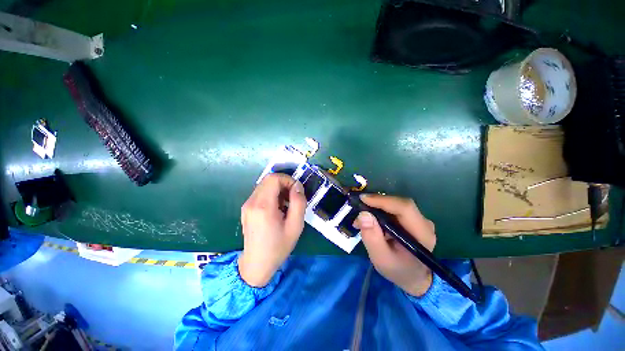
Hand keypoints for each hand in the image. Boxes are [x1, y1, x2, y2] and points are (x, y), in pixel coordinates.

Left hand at [238, 174, 306, 286]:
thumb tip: (297, 187)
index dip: (288, 180)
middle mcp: (251, 202)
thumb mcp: (295, 226)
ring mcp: (247, 205)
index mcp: (263, 206)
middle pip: (268, 179)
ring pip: (265, 185)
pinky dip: (272, 194)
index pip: (273, 178)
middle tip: (293, 197)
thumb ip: (299, 202)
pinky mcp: (246, 208)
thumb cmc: (278, 247)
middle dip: (284, 184)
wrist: (256, 264)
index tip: (297, 191)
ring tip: (286, 204)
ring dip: (278, 189)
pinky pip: (261, 193)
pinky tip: (278, 208)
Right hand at [353, 194, 436, 296]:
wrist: (413, 277)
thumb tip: (363, 214)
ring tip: (361, 217)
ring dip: (376, 207)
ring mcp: (419, 220)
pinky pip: (394, 209)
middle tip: (358, 208)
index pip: (404, 207)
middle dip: (376, 203)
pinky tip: (370, 219)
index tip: (363, 199)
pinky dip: (379, 211)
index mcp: (422, 234)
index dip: (383, 200)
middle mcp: (423, 222)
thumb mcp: (381, 259)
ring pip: (395, 204)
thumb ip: (372, 238)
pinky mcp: (412, 219)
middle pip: (398, 203)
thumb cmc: (398, 270)